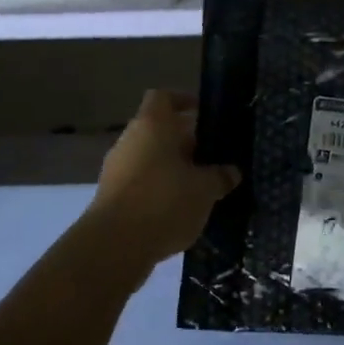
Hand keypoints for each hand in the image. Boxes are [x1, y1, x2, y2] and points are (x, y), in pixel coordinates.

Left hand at [86, 91, 240, 263]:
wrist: (115, 246)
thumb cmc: (165, 202)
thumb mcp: (205, 190)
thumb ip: (220, 177)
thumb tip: (231, 171)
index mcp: (151, 125)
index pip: (164, 98)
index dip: (184, 101)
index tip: (205, 114)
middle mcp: (130, 141)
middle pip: (158, 130)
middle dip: (185, 141)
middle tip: (213, 156)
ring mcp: (117, 169)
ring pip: (150, 158)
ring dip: (173, 168)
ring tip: (201, 185)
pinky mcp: (112, 197)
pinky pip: (142, 183)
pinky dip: (160, 189)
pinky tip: (181, 208)